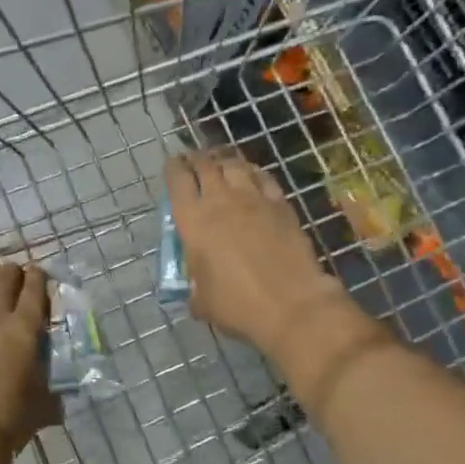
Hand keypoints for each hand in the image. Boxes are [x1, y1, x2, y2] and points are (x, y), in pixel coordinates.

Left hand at [0, 260, 59, 463]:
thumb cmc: (9, 420)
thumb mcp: (43, 403)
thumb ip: (50, 387)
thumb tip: (55, 392)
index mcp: (25, 328)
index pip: (34, 289)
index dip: (38, 277)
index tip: (40, 273)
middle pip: (4, 278)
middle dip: (13, 271)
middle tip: (18, 272)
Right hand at [164, 151, 344, 354]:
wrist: (292, 304)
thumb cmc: (238, 305)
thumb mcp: (203, 301)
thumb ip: (195, 288)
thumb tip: (197, 290)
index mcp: (193, 221)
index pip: (177, 181)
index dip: (173, 168)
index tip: (172, 164)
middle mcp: (220, 201)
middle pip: (206, 165)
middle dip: (196, 159)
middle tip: (193, 159)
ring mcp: (253, 199)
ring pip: (235, 165)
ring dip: (224, 161)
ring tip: (220, 163)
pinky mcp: (281, 205)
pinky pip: (262, 177)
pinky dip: (252, 172)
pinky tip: (251, 176)